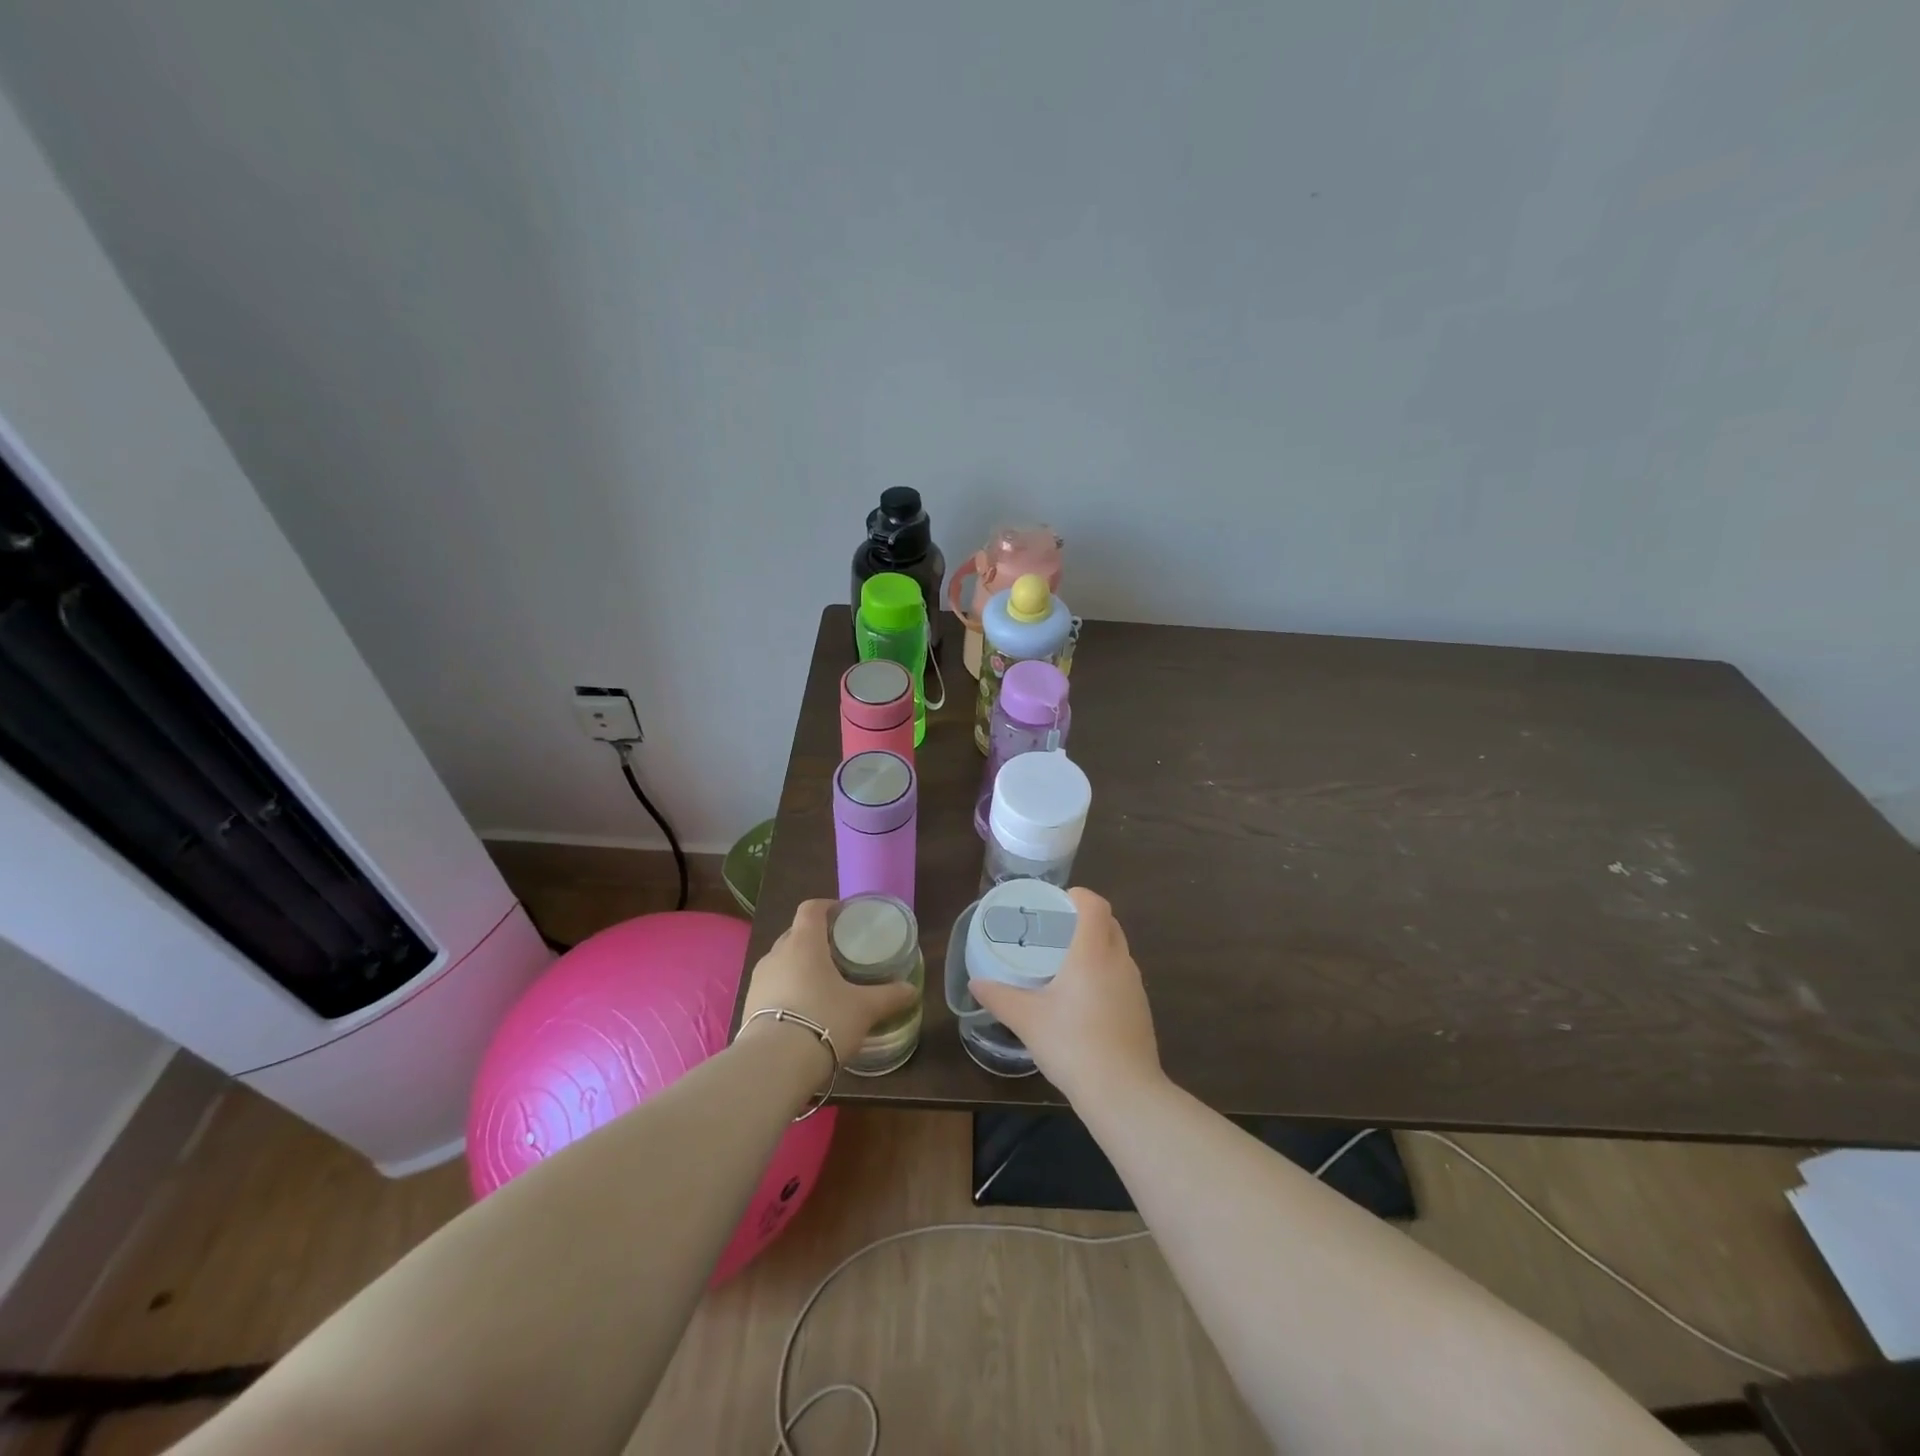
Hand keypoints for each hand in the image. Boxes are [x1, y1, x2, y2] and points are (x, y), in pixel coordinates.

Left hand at [739, 899, 917, 1069]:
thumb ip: (889, 996)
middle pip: (795, 934)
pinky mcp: (749, 1006)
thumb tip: (911, 990)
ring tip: (822, 984)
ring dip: (800, 966)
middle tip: (839, 954)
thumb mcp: (864, 1008)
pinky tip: (804, 1011)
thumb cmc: (824, 1019)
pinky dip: (788, 990)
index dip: (827, 906)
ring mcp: (759, 980)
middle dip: (815, 939)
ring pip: (782, 961)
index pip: (811, 908)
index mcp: (804, 942)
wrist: (774, 1065)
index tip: (844, 916)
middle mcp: (777, 954)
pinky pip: (772, 987)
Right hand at [969, 888, 1161, 1102]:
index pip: (1095, 904)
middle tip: (1055, 932)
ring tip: (1066, 964)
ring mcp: (1135, 986)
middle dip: (1085, 920)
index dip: (1078, 896)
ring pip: (1117, 951)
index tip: (1056, 903)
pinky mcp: (1141, 1010)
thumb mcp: (1026, 1019)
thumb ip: (999, 997)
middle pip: (1109, 923)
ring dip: (1097, 948)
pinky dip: (1105, 974)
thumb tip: (975, 983)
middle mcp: (1119, 961)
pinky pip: (1122, 977)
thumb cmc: (1072, 1044)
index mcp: (1093, 952)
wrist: (1123, 1093)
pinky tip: (1084, 1000)